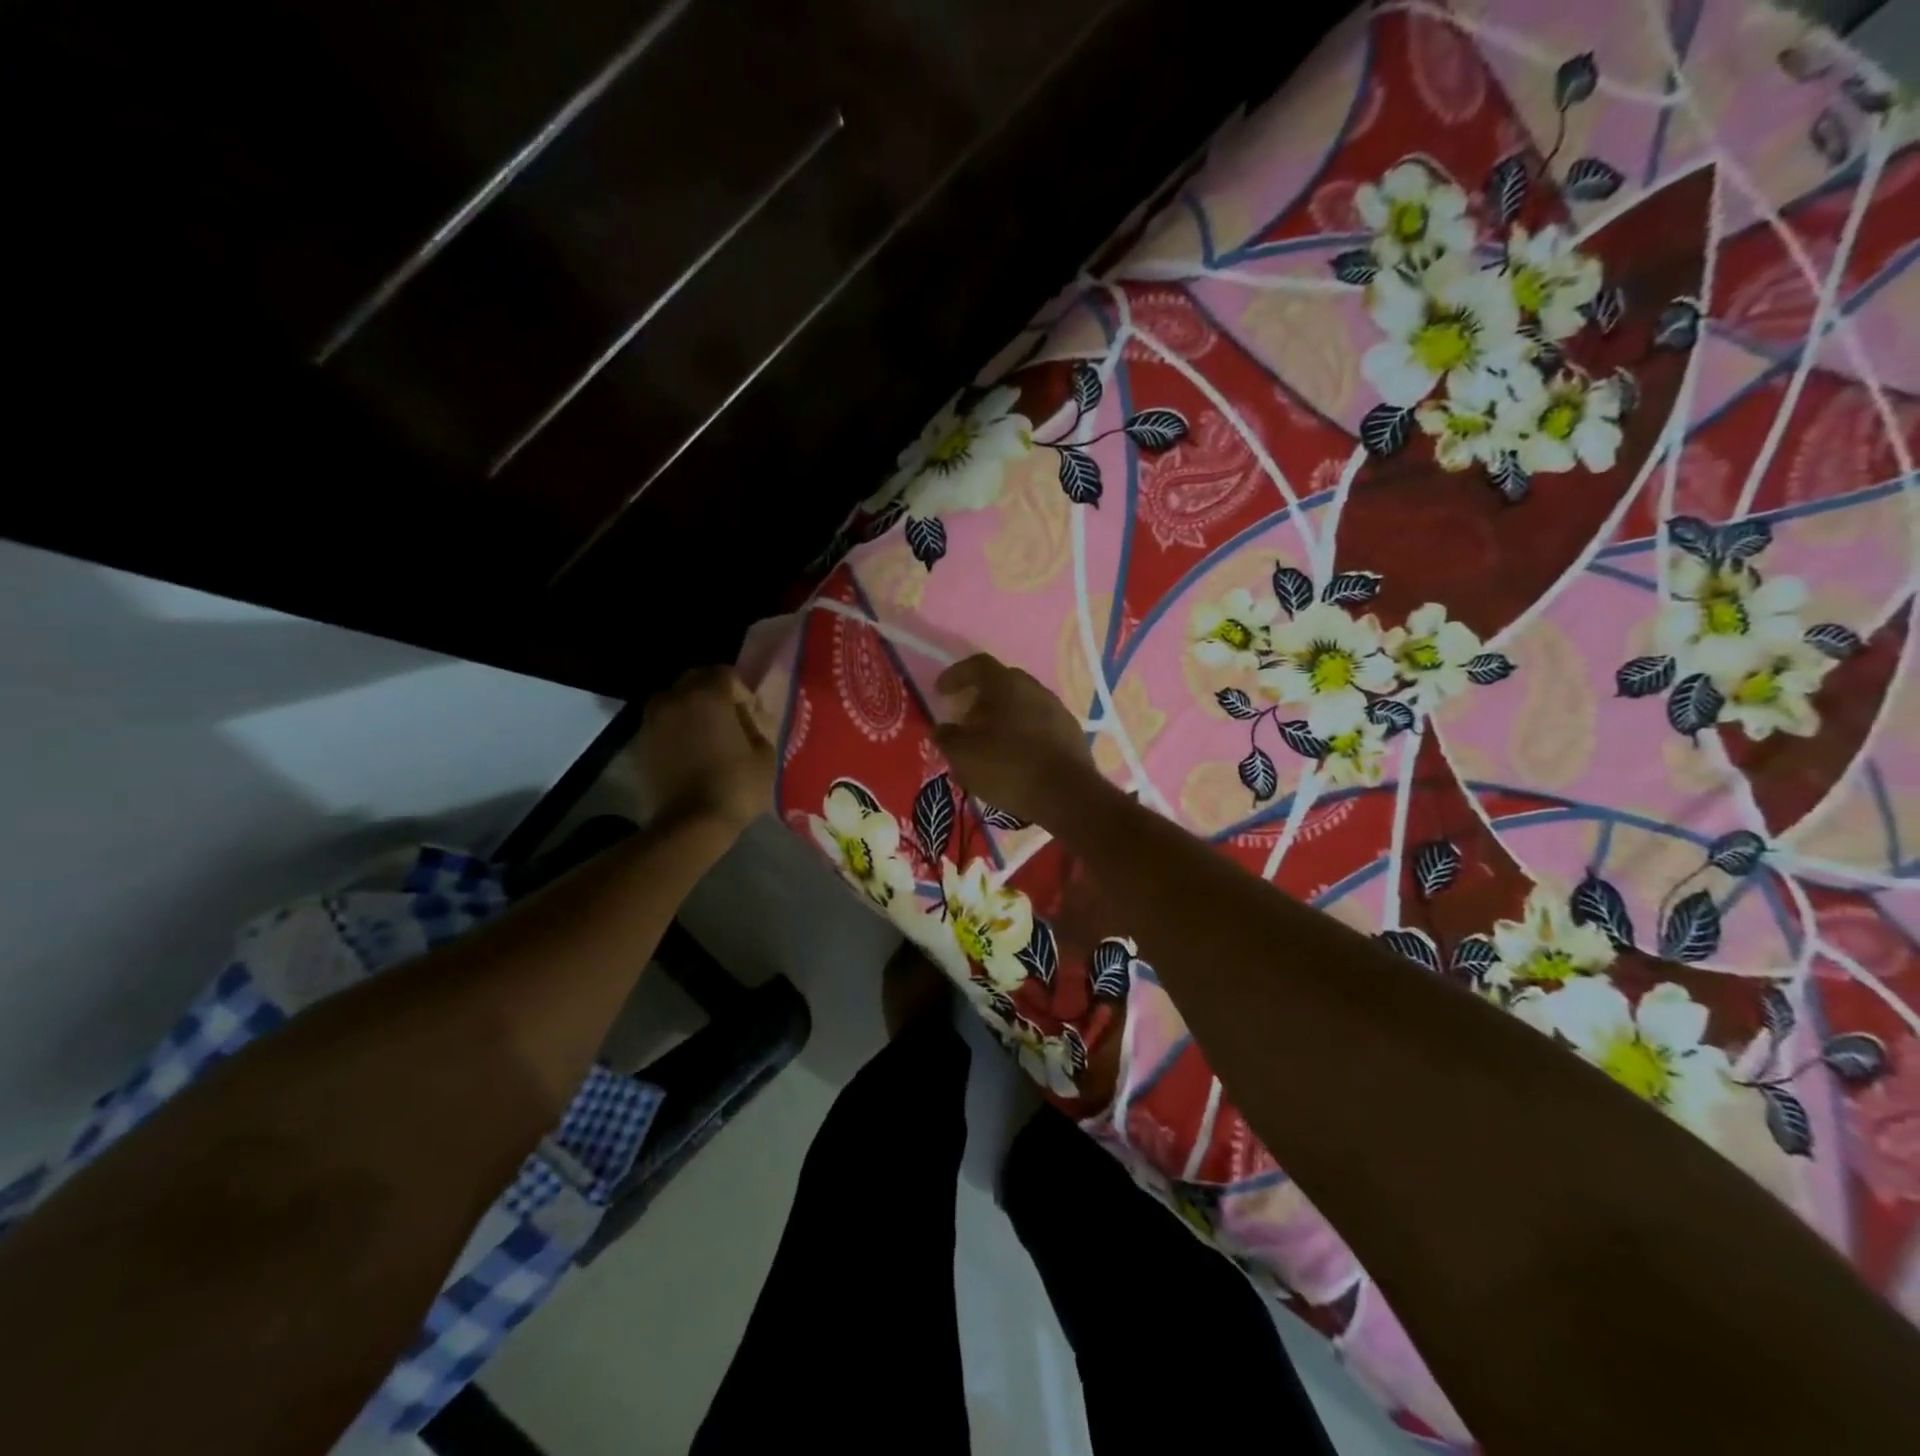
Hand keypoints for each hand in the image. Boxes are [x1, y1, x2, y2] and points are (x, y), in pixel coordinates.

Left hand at [628, 667, 775, 836]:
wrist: (689, 824)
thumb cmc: (735, 786)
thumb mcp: (764, 754)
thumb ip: (755, 725)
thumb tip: (745, 716)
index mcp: (708, 695)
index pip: (726, 673)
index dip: (741, 691)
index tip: (749, 713)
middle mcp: (675, 698)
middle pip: (694, 679)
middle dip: (712, 692)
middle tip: (727, 719)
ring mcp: (652, 720)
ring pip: (672, 699)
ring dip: (688, 708)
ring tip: (703, 733)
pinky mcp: (639, 743)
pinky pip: (660, 723)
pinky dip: (673, 729)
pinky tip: (687, 751)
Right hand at [933, 654, 1095, 826]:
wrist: (1067, 795)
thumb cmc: (1008, 766)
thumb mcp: (964, 755)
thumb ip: (947, 738)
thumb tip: (942, 729)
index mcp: (1007, 684)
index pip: (978, 665)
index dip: (956, 675)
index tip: (940, 692)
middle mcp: (1035, 689)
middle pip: (1002, 685)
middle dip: (980, 700)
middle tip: (965, 721)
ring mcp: (1058, 711)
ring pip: (1023, 706)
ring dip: (1003, 719)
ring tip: (988, 744)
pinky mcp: (1072, 734)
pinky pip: (1039, 726)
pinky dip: (1022, 735)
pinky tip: (1014, 758)